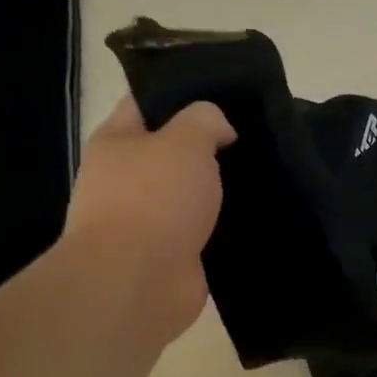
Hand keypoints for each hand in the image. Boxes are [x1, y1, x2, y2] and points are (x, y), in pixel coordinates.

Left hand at [64, 97, 234, 343]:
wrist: (137, 281)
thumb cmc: (155, 198)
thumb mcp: (186, 140)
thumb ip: (205, 120)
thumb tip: (219, 130)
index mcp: (116, 142)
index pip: (145, 103)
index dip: (181, 96)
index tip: (223, 95)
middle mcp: (123, 178)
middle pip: (170, 151)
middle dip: (207, 145)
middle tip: (250, 136)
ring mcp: (144, 219)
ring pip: (188, 192)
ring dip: (217, 189)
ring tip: (260, 175)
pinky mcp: (166, 253)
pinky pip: (200, 229)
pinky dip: (221, 224)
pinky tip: (254, 215)